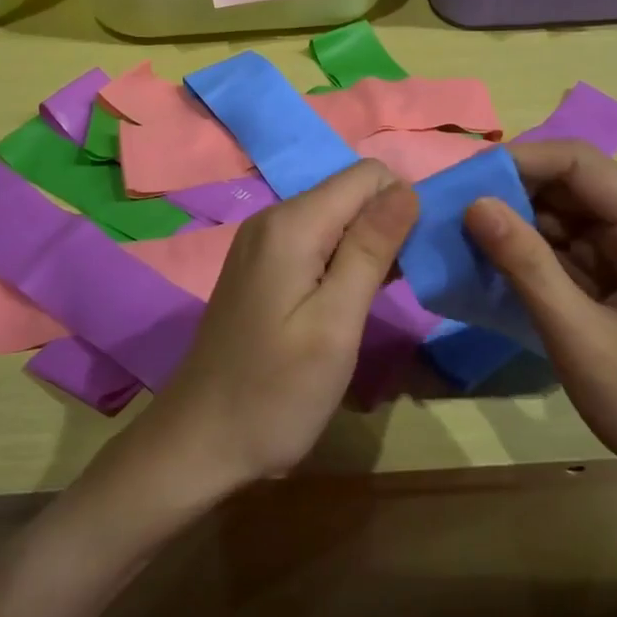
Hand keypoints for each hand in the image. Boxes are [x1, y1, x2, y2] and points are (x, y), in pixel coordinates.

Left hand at [142, 161, 418, 491]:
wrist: (199, 441)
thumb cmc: (275, 392)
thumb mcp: (335, 324)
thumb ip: (371, 249)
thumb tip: (407, 189)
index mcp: (292, 224)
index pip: (368, 175)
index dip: (403, 205)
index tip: (417, 258)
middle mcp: (274, 218)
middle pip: (352, 193)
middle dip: (388, 226)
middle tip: (401, 286)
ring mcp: (262, 242)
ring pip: (337, 218)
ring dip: (369, 247)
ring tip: (380, 299)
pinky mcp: (262, 267)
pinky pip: (316, 242)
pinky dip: (343, 262)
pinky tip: (350, 303)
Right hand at [464, 141, 616, 509]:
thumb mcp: (578, 337)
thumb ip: (526, 266)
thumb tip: (474, 204)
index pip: (582, 165)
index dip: (522, 160)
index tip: (465, 178)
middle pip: (571, 183)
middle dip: (511, 190)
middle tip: (452, 206)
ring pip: (562, 212)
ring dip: (514, 219)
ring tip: (459, 231)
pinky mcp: (616, 274)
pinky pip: (564, 244)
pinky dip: (526, 249)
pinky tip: (487, 259)